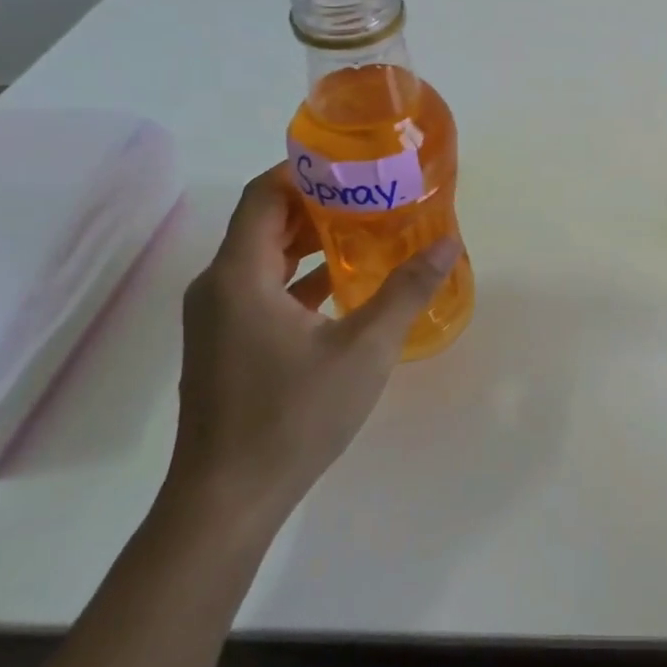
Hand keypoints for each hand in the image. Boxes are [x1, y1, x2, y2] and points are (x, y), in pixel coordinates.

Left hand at [167, 166, 458, 530]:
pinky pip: (263, 289)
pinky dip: (301, 276)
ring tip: (368, 229)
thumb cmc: (292, 416)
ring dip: (311, 240)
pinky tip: (346, 283)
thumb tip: (448, 244)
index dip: (305, 171)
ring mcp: (218, 319)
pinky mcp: (226, 345)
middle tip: (374, 194)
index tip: (354, 164)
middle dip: (318, 203)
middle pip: (265, 222)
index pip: (265, 196)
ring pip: (264, 258)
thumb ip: (406, 291)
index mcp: (239, 276)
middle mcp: (219, 287)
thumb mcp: (363, 349)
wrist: (227, 502)